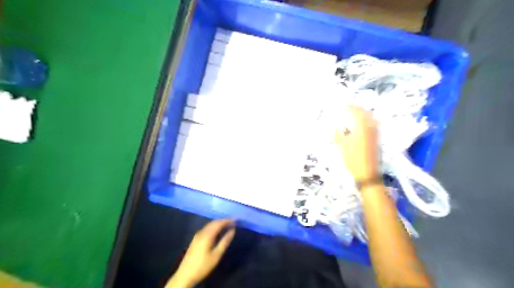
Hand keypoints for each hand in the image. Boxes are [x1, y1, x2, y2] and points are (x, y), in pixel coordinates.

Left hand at [167, 218, 233, 287]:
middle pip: (213, 222)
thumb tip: (232, 230)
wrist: (185, 275)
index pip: (219, 223)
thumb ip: (225, 241)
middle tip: (233, 222)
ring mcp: (197, 235)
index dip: (227, 220)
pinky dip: (213, 227)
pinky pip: (206, 229)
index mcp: (207, 235)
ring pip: (209, 225)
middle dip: (223, 221)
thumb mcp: (217, 255)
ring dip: (218, 224)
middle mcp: (201, 232)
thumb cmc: (203, 265)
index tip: (236, 220)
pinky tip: (217, 232)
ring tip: (227, 226)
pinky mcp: (195, 239)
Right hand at [336, 107, 378, 180]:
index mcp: (362, 127)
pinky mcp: (376, 139)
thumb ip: (338, 134)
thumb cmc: (353, 159)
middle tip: (347, 107)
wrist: (367, 173)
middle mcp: (371, 127)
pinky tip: (359, 124)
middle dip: (356, 109)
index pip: (356, 112)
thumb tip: (333, 127)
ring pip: (369, 118)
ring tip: (352, 114)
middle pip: (365, 113)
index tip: (342, 104)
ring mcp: (375, 133)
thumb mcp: (342, 146)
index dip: (349, 107)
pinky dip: (365, 121)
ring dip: (361, 114)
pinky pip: (372, 124)